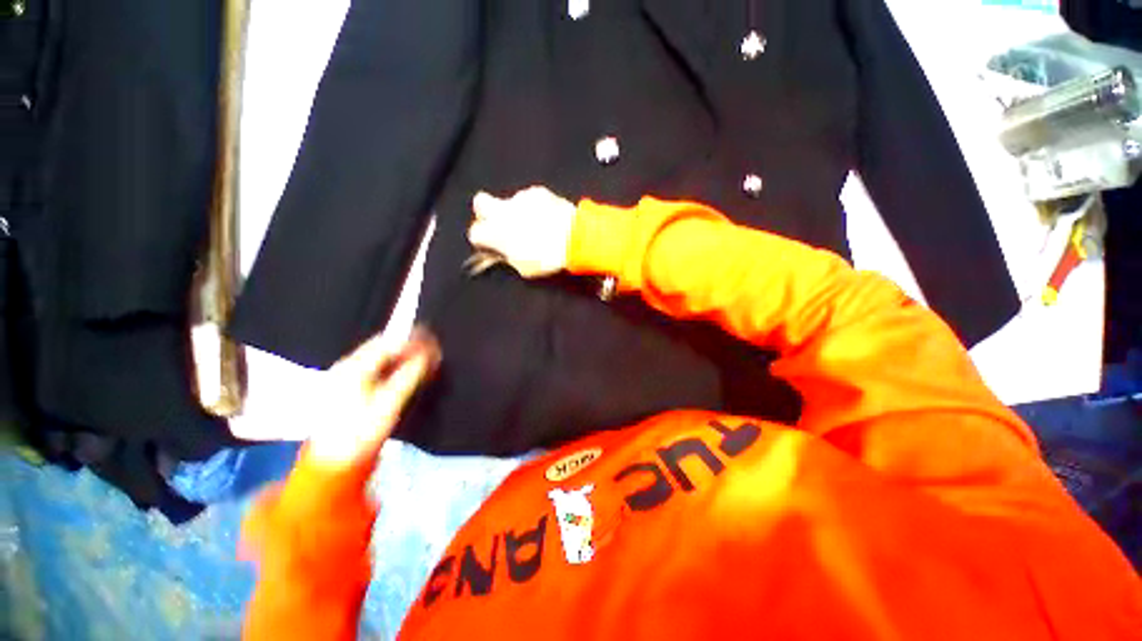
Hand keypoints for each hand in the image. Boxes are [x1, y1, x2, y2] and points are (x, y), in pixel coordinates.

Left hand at [306, 328, 440, 466]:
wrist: (333, 461)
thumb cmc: (360, 433)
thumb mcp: (390, 403)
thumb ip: (410, 375)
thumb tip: (428, 355)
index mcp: (354, 368)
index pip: (388, 342)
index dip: (412, 340)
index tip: (432, 342)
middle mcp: (346, 367)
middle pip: (382, 346)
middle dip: (409, 346)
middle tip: (431, 351)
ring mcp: (345, 376)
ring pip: (379, 356)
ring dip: (402, 356)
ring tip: (423, 360)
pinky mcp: (347, 386)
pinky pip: (375, 367)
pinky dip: (393, 366)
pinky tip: (405, 373)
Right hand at [467, 187, 576, 278]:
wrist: (575, 238)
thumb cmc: (548, 258)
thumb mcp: (524, 268)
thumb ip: (508, 257)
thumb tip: (502, 253)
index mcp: (496, 232)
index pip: (475, 233)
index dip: (482, 240)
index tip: (490, 244)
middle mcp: (503, 211)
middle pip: (480, 203)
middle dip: (485, 213)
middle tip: (499, 225)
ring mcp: (520, 198)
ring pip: (509, 202)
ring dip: (515, 212)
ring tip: (534, 225)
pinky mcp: (537, 191)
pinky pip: (528, 199)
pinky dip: (533, 207)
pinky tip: (546, 217)